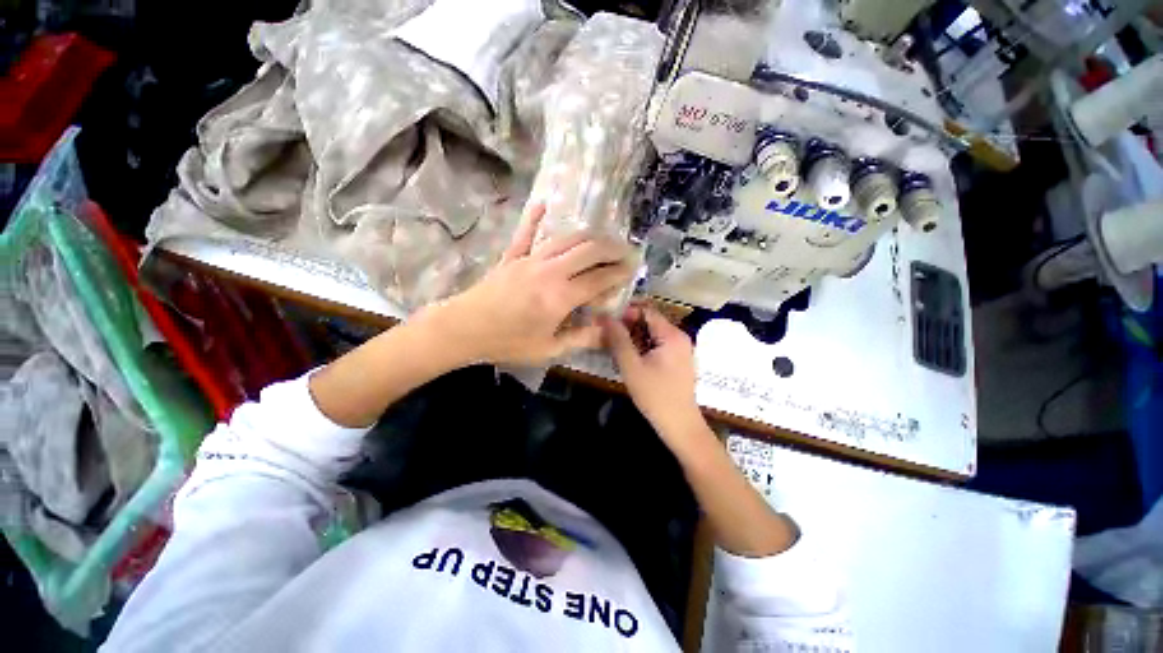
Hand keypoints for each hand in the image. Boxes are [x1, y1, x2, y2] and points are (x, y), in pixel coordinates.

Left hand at [427, 204, 635, 365]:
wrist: (463, 329)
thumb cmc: (507, 343)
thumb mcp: (547, 350)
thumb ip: (580, 339)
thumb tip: (606, 331)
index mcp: (559, 297)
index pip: (598, 279)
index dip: (618, 273)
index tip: (632, 269)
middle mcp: (549, 271)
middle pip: (587, 251)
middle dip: (611, 249)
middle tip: (625, 251)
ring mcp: (529, 260)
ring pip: (565, 239)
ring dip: (588, 236)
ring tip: (603, 239)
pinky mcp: (512, 256)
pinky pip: (525, 233)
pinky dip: (535, 218)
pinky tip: (545, 204)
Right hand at [603, 304, 706, 447]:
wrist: (680, 426)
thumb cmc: (655, 396)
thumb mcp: (631, 367)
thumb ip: (619, 340)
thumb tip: (606, 317)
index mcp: (672, 335)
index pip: (647, 310)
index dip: (625, 312)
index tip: (606, 321)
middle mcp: (679, 337)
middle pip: (650, 321)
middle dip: (627, 326)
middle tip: (607, 336)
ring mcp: (680, 349)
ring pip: (652, 334)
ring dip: (633, 338)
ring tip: (615, 349)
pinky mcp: (677, 361)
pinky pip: (657, 345)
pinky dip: (642, 348)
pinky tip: (629, 360)